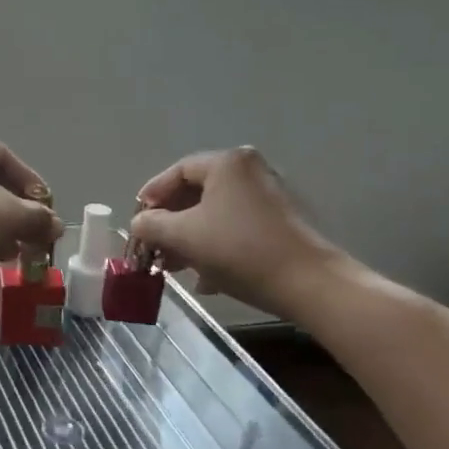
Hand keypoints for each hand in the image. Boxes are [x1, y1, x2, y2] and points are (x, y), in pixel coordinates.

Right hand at [129, 148, 347, 319]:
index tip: (137, 220)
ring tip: (174, 267)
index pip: (177, 171)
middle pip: (196, 193)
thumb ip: (151, 225)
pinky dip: (216, 247)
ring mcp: (270, 197)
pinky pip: (237, 228)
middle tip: (153, 246)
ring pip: (216, 214)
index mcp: (227, 163)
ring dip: (190, 239)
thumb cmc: (240, 250)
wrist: (311, 285)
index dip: (151, 195)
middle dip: (170, 223)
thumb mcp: (183, 236)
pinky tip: (205, 279)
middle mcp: (250, 172)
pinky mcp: (282, 224)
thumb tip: (139, 224)